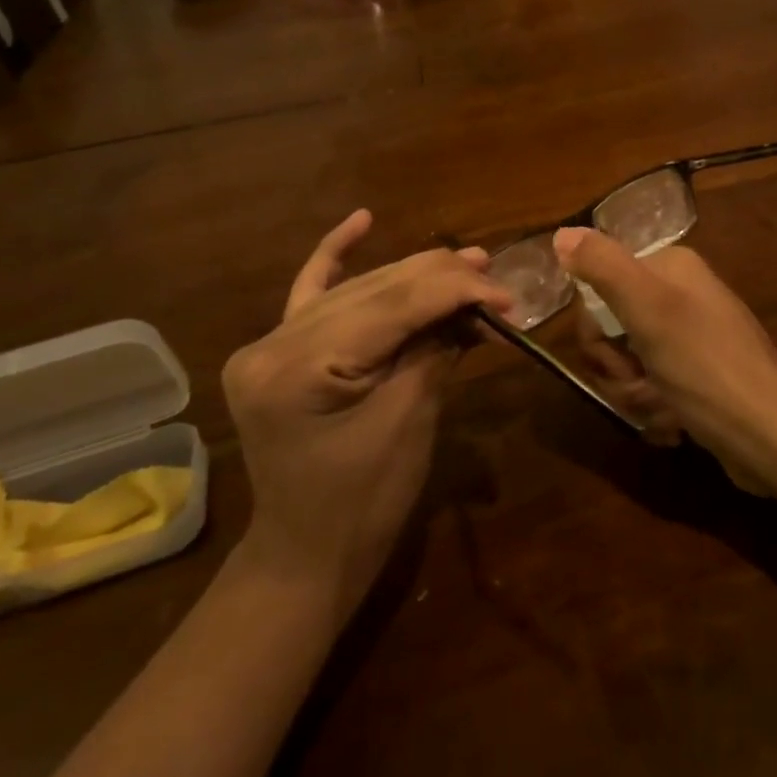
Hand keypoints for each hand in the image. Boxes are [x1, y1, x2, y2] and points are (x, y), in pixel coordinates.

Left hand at [221, 211, 509, 614]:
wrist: (307, 556)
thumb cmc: (363, 505)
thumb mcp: (407, 422)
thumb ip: (435, 350)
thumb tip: (475, 303)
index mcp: (295, 368)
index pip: (389, 307)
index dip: (454, 291)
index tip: (507, 292)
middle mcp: (271, 343)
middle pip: (372, 290)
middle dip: (440, 281)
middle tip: (496, 274)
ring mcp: (269, 344)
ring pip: (355, 289)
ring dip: (414, 276)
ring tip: (469, 261)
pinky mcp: (278, 350)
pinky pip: (312, 294)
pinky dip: (338, 256)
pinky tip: (361, 220)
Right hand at [554, 227, 776, 494]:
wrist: (770, 435)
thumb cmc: (706, 367)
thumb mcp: (649, 310)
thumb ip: (603, 267)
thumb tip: (561, 233)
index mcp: (671, 269)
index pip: (600, 289)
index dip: (597, 331)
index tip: (615, 355)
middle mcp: (681, 296)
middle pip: (613, 331)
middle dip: (619, 370)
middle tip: (642, 385)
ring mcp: (690, 340)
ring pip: (630, 366)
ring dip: (637, 396)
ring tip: (665, 410)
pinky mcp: (697, 378)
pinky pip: (653, 389)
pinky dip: (656, 410)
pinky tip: (675, 425)